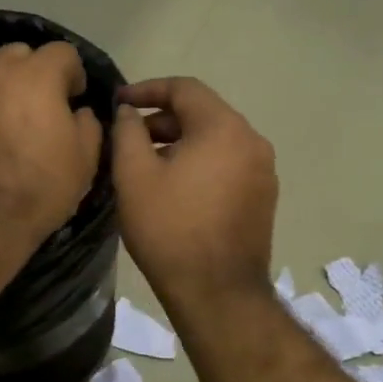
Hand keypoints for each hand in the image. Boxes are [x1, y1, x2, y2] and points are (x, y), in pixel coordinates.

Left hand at [0, 41, 103, 250]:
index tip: (76, 99)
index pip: (62, 52)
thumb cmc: (41, 187)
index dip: (74, 74)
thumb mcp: (85, 158)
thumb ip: (88, 123)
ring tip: (13, 125)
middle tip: (44, 106)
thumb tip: (79, 112)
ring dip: (6, 91)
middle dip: (35, 72)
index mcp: (35, 75)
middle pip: (20, 54)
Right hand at [111, 77, 277, 302]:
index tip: (118, 102)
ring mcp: (263, 171)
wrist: (217, 293)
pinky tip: (175, 188)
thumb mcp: (134, 176)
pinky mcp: (264, 197)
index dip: (147, 89)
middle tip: (128, 139)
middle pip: (203, 113)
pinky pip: (228, 164)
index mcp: (224, 128)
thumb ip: (128, 132)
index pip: (184, 88)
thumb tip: (128, 112)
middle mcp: (252, 141)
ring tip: (147, 165)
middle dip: (162, 119)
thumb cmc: (170, 229)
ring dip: (180, 143)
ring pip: (215, 140)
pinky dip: (200, 163)